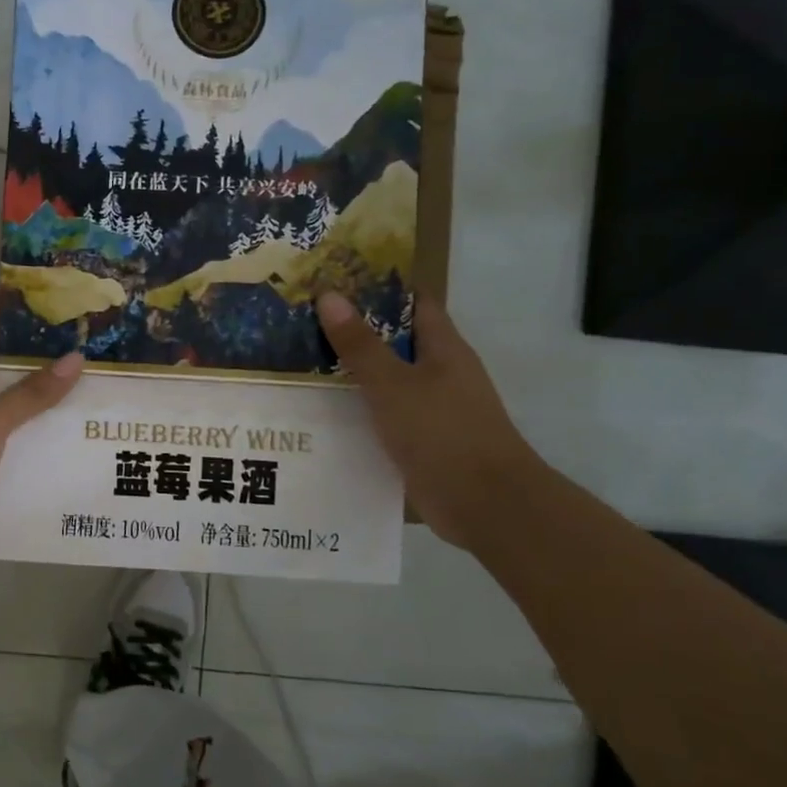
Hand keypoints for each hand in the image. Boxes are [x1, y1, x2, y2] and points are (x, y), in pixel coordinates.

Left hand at [0, 323, 83, 551]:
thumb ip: (31, 394)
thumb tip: (75, 356)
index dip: (3, 324)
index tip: (36, 307)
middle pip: (4, 380)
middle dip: (35, 364)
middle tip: (79, 351)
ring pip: (14, 416)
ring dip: (42, 405)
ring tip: (86, 393)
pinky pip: (19, 449)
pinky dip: (40, 443)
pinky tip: (67, 443)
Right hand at [315, 293, 541, 548]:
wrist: (486, 505)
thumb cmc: (443, 432)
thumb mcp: (392, 384)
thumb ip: (359, 344)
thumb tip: (329, 295)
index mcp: (444, 349)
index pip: (414, 303)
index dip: (380, 289)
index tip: (335, 281)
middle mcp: (442, 373)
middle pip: (396, 341)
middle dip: (355, 331)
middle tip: (304, 322)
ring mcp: (434, 408)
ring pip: (388, 379)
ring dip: (352, 372)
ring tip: (300, 364)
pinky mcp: (423, 440)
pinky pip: (385, 414)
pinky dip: (358, 409)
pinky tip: (322, 412)